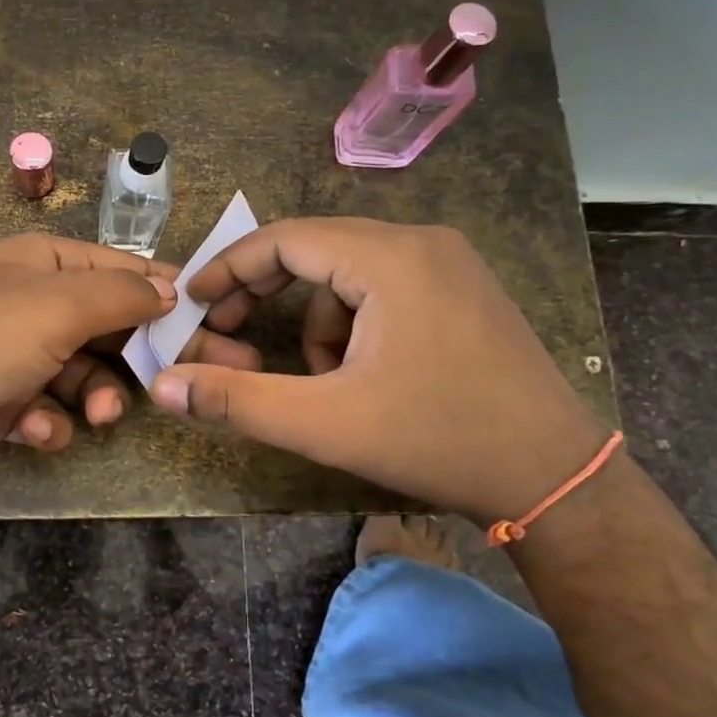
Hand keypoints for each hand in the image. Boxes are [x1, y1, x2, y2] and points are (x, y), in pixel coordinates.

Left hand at [0, 234, 261, 488]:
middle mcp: (29, 303)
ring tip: (101, 415)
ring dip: (95, 396)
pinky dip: (45, 423)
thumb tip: (169, 287)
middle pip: (108, 326)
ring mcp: (9, 353)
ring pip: (79, 374)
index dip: (170, 296)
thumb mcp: (55, 307)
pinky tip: (34, 432)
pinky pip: (41, 410)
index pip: (124, 272)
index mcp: (44, 264)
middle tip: (199, 381)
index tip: (216, 325)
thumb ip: (118, 296)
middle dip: (147, 356)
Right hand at [150, 218, 609, 524]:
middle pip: (315, 249)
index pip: (285, 239)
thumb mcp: (324, 423)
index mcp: (389, 257)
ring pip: (347, 274)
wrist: (553, 476)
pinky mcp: (462, 288)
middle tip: (229, 334)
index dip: (229, 269)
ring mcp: (449, 263)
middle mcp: (421, 242)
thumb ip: (237, 400)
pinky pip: (383, 288)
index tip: (194, 302)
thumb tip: (163, 385)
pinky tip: (366, 376)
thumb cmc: (436, 439)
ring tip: (324, 382)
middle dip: (266, 294)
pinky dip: (355, 325)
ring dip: (317, 322)